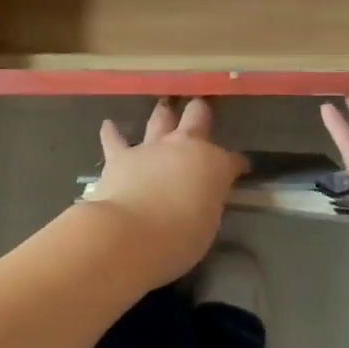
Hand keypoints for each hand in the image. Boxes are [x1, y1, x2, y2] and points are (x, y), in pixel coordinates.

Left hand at [87, 99, 247, 285]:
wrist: (130, 234)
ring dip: (163, 114)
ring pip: (160, 118)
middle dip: (200, 113)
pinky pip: (115, 139)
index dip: (238, 165)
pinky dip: (112, 132)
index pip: (233, 160)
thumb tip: (202, 196)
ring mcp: (152, 147)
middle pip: (198, 116)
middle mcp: (185, 146)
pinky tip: (108, 125)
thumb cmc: (179, 239)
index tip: (240, 169)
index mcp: (213, 164)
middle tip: (201, 111)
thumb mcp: (208, 224)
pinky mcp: (120, 156)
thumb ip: (207, 202)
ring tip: (164, 107)